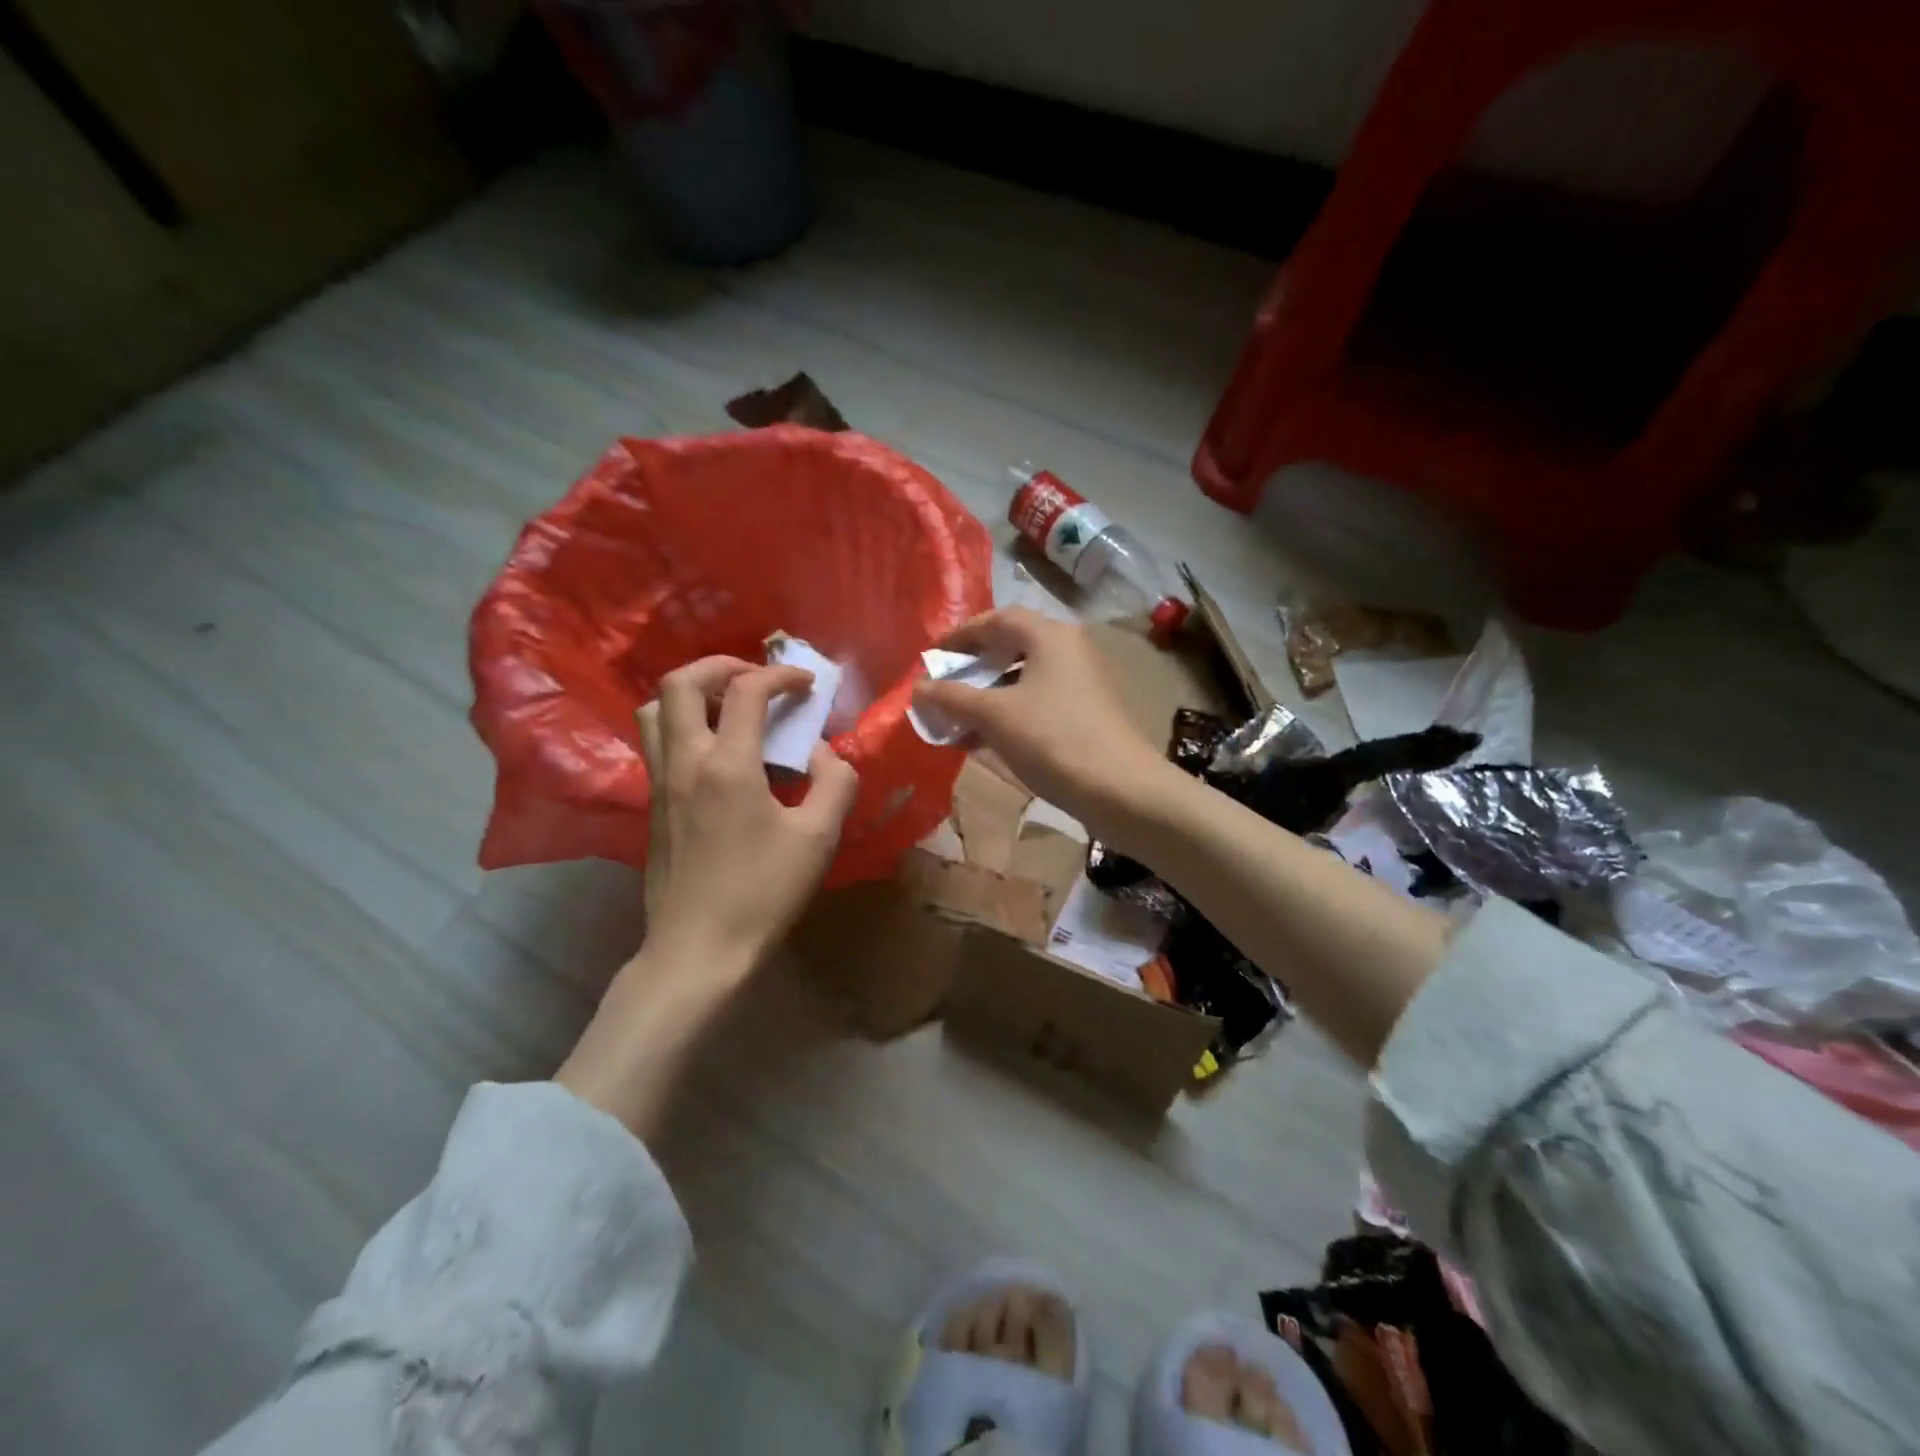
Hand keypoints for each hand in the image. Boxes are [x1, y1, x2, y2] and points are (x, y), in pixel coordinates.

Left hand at [557, 656, 857, 1135]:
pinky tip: (717, 750)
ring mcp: (660, 782)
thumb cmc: (762, 894)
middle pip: (680, 683)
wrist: (698, 950)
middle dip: (722, 665)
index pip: (747, 690)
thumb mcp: (818, 838)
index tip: (808, 684)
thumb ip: (834, 782)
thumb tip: (824, 753)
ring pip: (654, 709)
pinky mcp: (652, 804)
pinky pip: (656, 740)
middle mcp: (684, 761)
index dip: (781, 674)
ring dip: (692, 691)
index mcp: (727, 765)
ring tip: (729, 705)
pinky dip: (683, 722)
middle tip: (757, 678)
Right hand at [911, 609, 1171, 840]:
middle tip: (944, 684)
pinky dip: (1008, 714)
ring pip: (1023, 679)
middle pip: (1012, 646)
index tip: (932, 656)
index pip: (997, 619)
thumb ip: (952, 697)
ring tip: (956, 719)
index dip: (960, 635)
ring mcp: (1081, 682)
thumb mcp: (994, 716)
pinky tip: (983, 741)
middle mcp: (1069, 649)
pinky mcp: (1086, 713)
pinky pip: (1037, 702)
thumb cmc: (1052, 739)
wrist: (1119, 789)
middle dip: (973, 667)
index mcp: (1050, 635)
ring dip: (988, 695)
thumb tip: (917, 687)